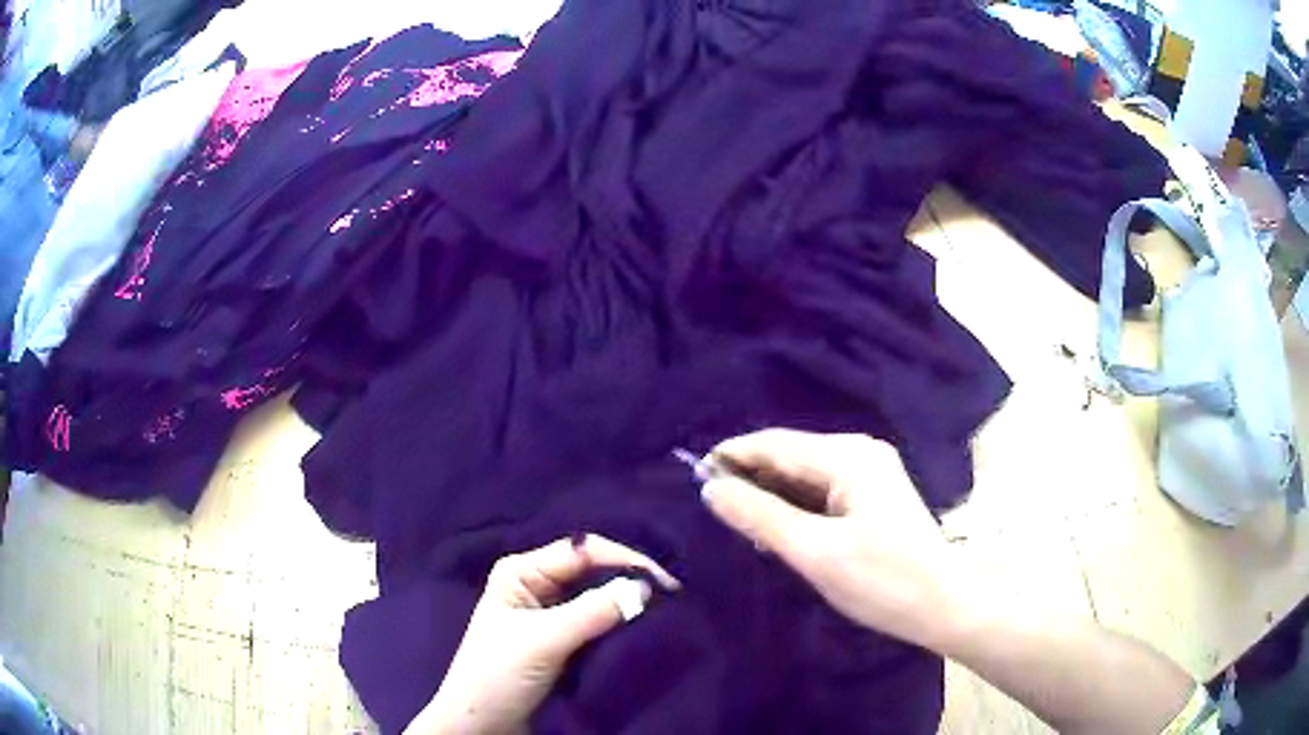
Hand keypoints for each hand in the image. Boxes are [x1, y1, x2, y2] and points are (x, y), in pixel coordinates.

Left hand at [408, 535, 679, 734]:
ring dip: (630, 604)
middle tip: (676, 596)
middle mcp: (539, 586)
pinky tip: (649, 628)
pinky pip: (601, 625)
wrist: (483, 725)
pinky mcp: (565, 643)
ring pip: (600, 599)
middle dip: (632, 581)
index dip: (625, 560)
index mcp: (523, 571)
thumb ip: (592, 612)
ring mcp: (553, 616)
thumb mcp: (542, 641)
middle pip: (594, 572)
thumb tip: (647, 587)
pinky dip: (624, 626)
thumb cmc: (498, 675)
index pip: (582, 551)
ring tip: (671, 610)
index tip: (667, 580)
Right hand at [700, 429, 960, 649]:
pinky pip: (820, 490)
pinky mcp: (872, 495)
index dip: (732, 456)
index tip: (691, 478)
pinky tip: (776, 527)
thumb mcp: (815, 552)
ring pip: (803, 474)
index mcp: (849, 457)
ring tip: (735, 520)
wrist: (942, 605)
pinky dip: (794, 506)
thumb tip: (710, 488)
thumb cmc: (882, 581)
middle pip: (789, 455)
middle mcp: (859, 452)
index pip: (775, 444)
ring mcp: (869, 472)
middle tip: (711, 508)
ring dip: (770, 494)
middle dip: (750, 477)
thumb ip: (760, 517)